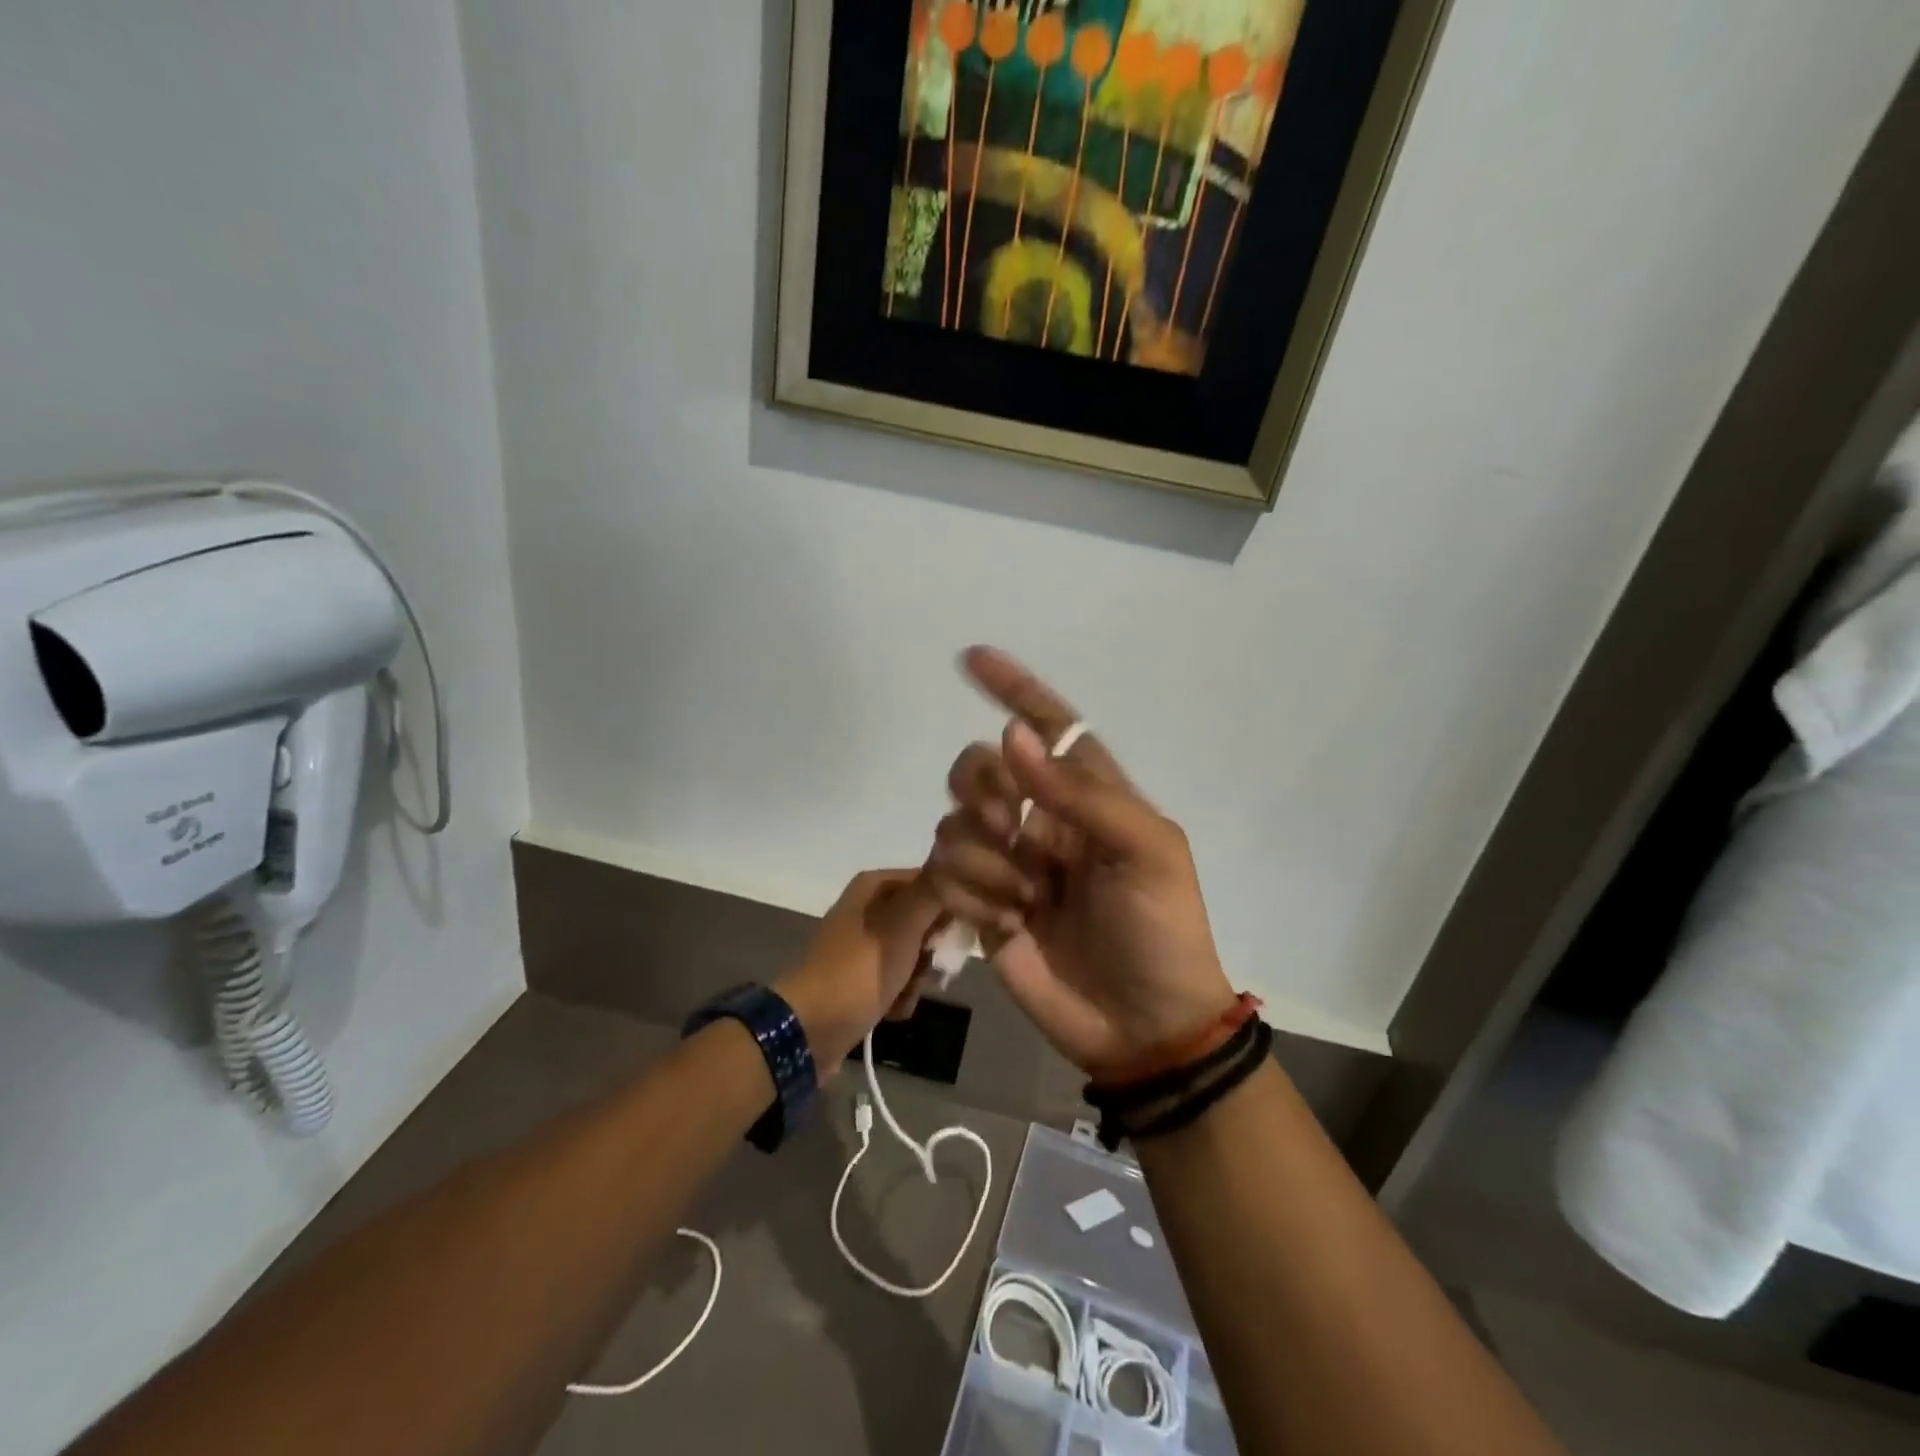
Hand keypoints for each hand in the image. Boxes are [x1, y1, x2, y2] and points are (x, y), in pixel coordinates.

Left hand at [775, 869, 943, 1073]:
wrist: (812, 1028)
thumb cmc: (860, 969)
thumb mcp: (903, 924)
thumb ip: (932, 893)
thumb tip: (952, 863)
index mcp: (874, 887)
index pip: (930, 882)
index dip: (949, 905)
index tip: (959, 932)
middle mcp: (868, 909)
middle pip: (924, 921)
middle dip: (932, 950)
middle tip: (932, 967)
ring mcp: (863, 945)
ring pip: (914, 954)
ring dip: (918, 978)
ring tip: (905, 993)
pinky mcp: (860, 977)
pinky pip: (897, 979)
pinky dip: (899, 995)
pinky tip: (892, 1010)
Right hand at [927, 647, 1236, 1074]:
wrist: (1144, 1025)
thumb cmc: (1161, 930)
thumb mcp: (1146, 850)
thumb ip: (1079, 793)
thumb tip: (1013, 737)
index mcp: (1089, 796)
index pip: (1049, 727)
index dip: (1013, 689)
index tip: (972, 658)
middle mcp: (1041, 820)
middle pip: (980, 766)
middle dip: (986, 790)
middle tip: (1014, 830)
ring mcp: (1008, 863)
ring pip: (954, 822)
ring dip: (984, 858)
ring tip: (1026, 899)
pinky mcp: (980, 906)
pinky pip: (943, 872)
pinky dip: (969, 893)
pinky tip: (1007, 923)